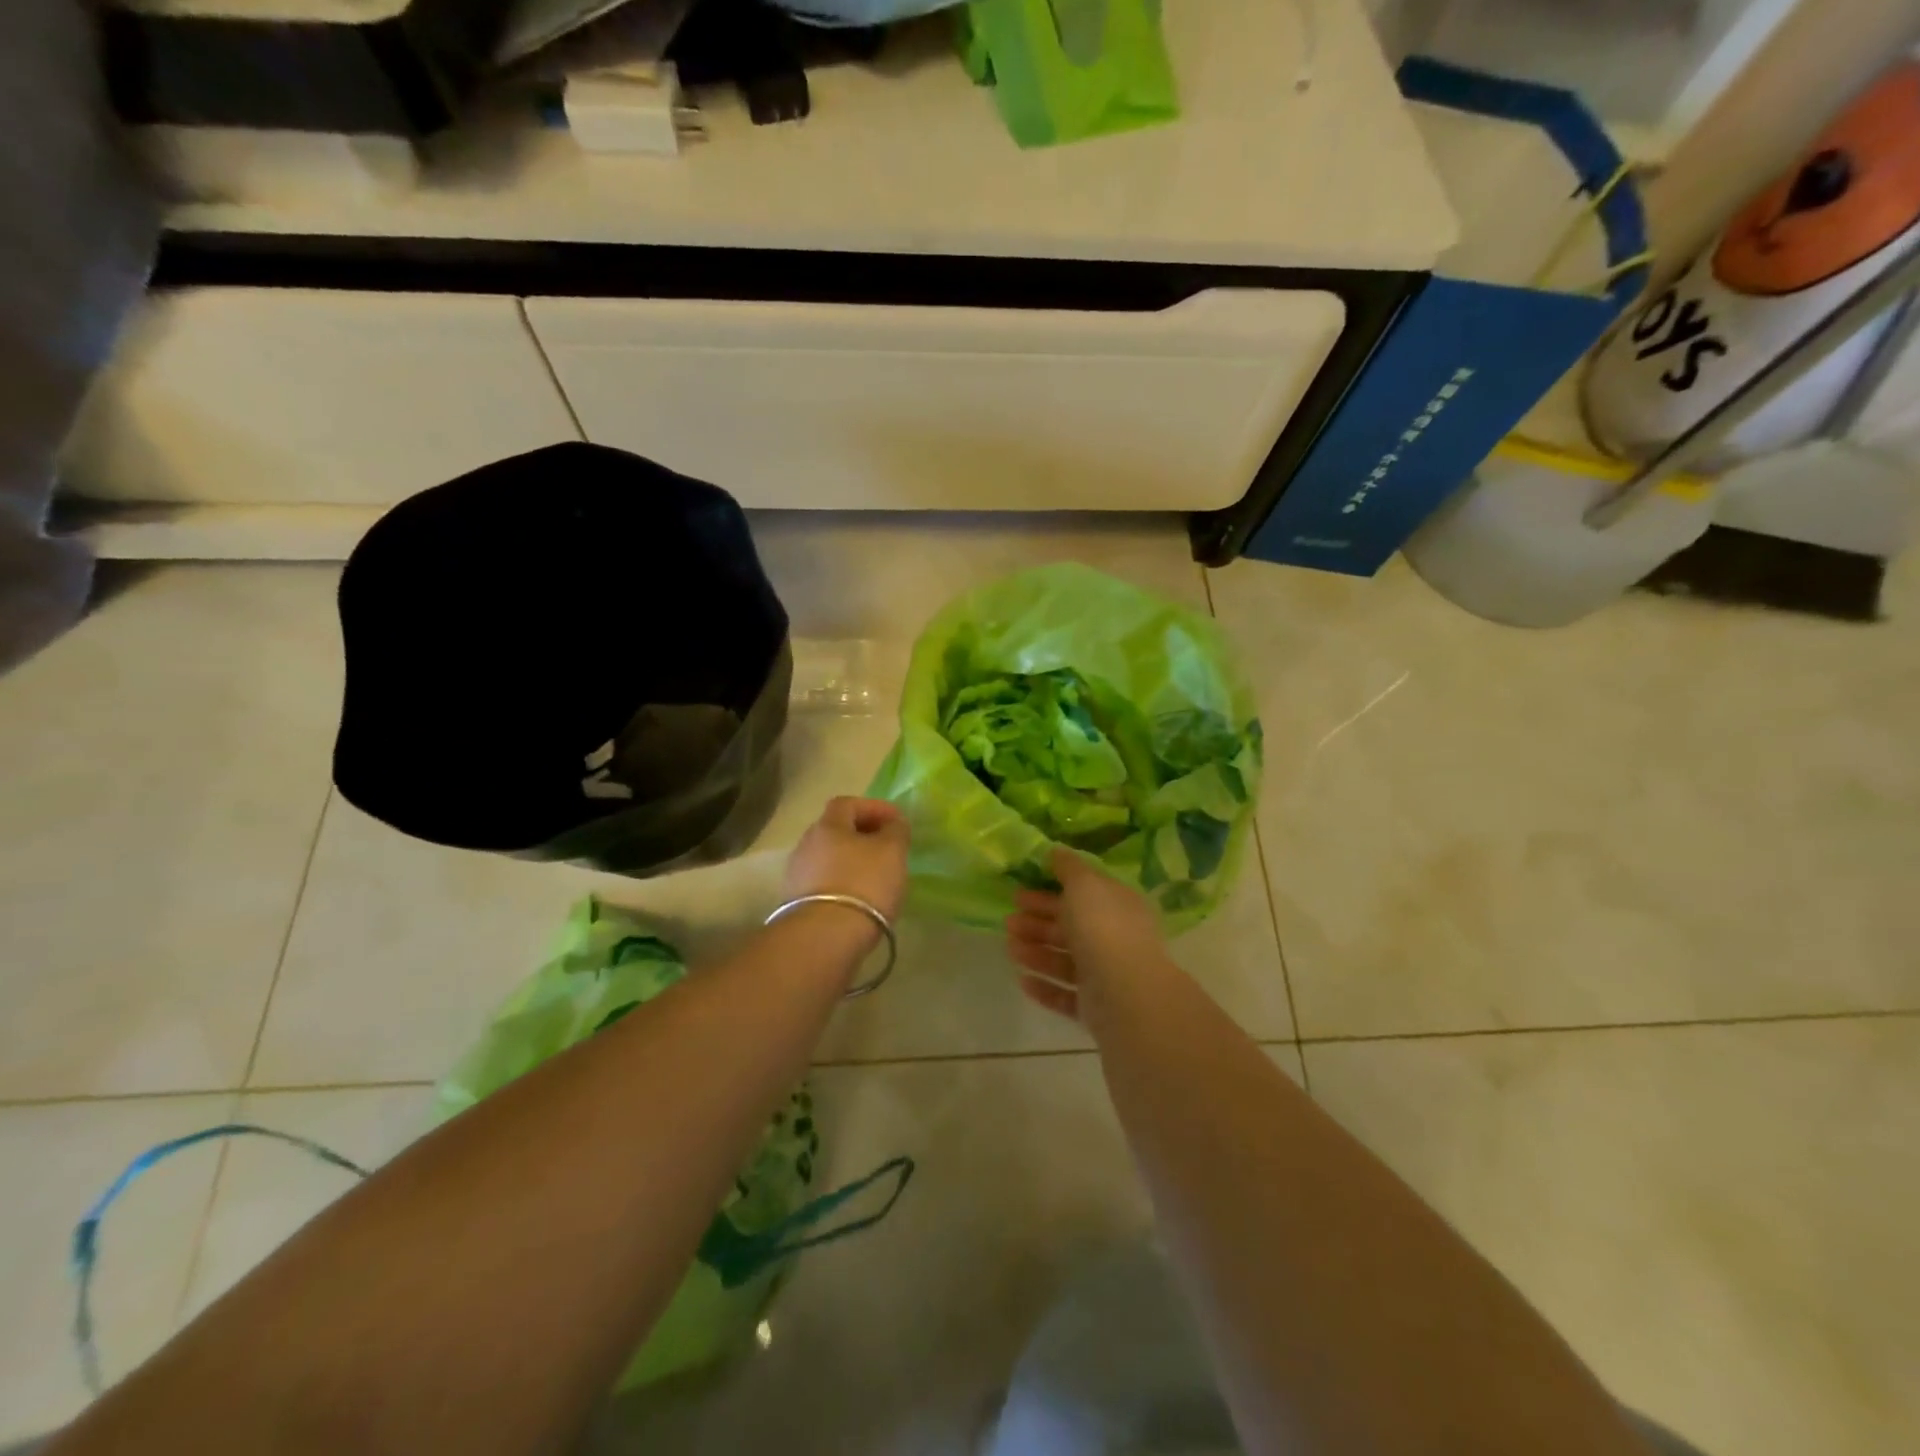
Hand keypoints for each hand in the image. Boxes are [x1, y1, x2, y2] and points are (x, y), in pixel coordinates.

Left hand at [783, 796, 910, 923]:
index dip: (874, 807)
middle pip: (836, 831)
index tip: (897, 821)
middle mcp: (806, 845)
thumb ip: (896, 830)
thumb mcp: (892, 851)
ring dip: (852, 861)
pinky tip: (860, 899)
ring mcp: (797, 876)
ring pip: (830, 858)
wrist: (824, 937)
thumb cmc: (863, 884)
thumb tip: (893, 823)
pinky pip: (825, 883)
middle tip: (888, 848)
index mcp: (827, 826)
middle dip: (863, 835)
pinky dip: (844, 884)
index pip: (848, 803)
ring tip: (877, 877)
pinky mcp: (797, 904)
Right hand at [1005, 848, 1171, 1022]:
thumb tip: (1055, 851)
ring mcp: (1106, 974)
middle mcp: (1114, 938)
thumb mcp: (1084, 884)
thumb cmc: (1102, 928)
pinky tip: (1023, 979)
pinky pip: (1066, 994)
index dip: (1051, 891)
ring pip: (1066, 960)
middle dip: (1038, 922)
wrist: (1125, 993)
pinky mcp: (1096, 1007)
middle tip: (1008, 920)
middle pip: (1071, 927)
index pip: (1082, 894)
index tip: (1020, 891)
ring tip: (1010, 948)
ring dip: (1036, 952)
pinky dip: (1044, 986)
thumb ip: (1068, 867)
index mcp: (1117, 906)